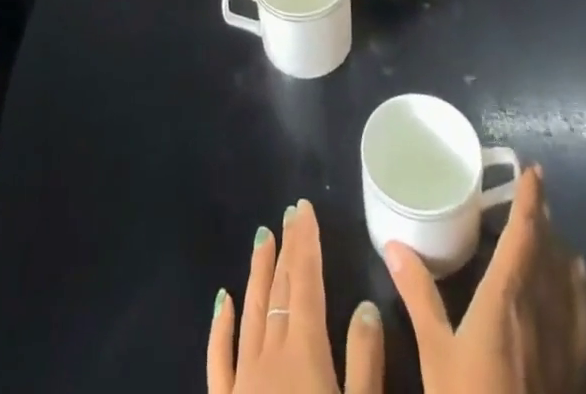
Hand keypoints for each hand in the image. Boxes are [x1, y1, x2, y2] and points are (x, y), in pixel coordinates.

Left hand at [209, 200, 383, 393]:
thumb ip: (364, 364)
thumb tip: (366, 306)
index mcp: (305, 355)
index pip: (305, 284)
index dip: (306, 244)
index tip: (304, 210)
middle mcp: (269, 358)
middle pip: (279, 292)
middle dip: (286, 250)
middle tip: (289, 215)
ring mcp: (242, 383)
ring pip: (250, 313)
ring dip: (258, 274)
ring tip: (261, 238)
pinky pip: (220, 360)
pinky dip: (222, 326)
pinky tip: (223, 301)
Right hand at [385, 166, 585, 393]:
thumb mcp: (436, 355)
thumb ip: (419, 295)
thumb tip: (394, 244)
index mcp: (508, 296)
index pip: (525, 233)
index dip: (531, 199)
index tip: (535, 171)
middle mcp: (543, 309)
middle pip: (551, 252)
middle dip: (544, 222)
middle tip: (531, 202)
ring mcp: (567, 344)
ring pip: (571, 282)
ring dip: (561, 253)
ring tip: (552, 240)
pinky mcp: (579, 374)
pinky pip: (583, 316)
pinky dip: (577, 291)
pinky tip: (573, 294)